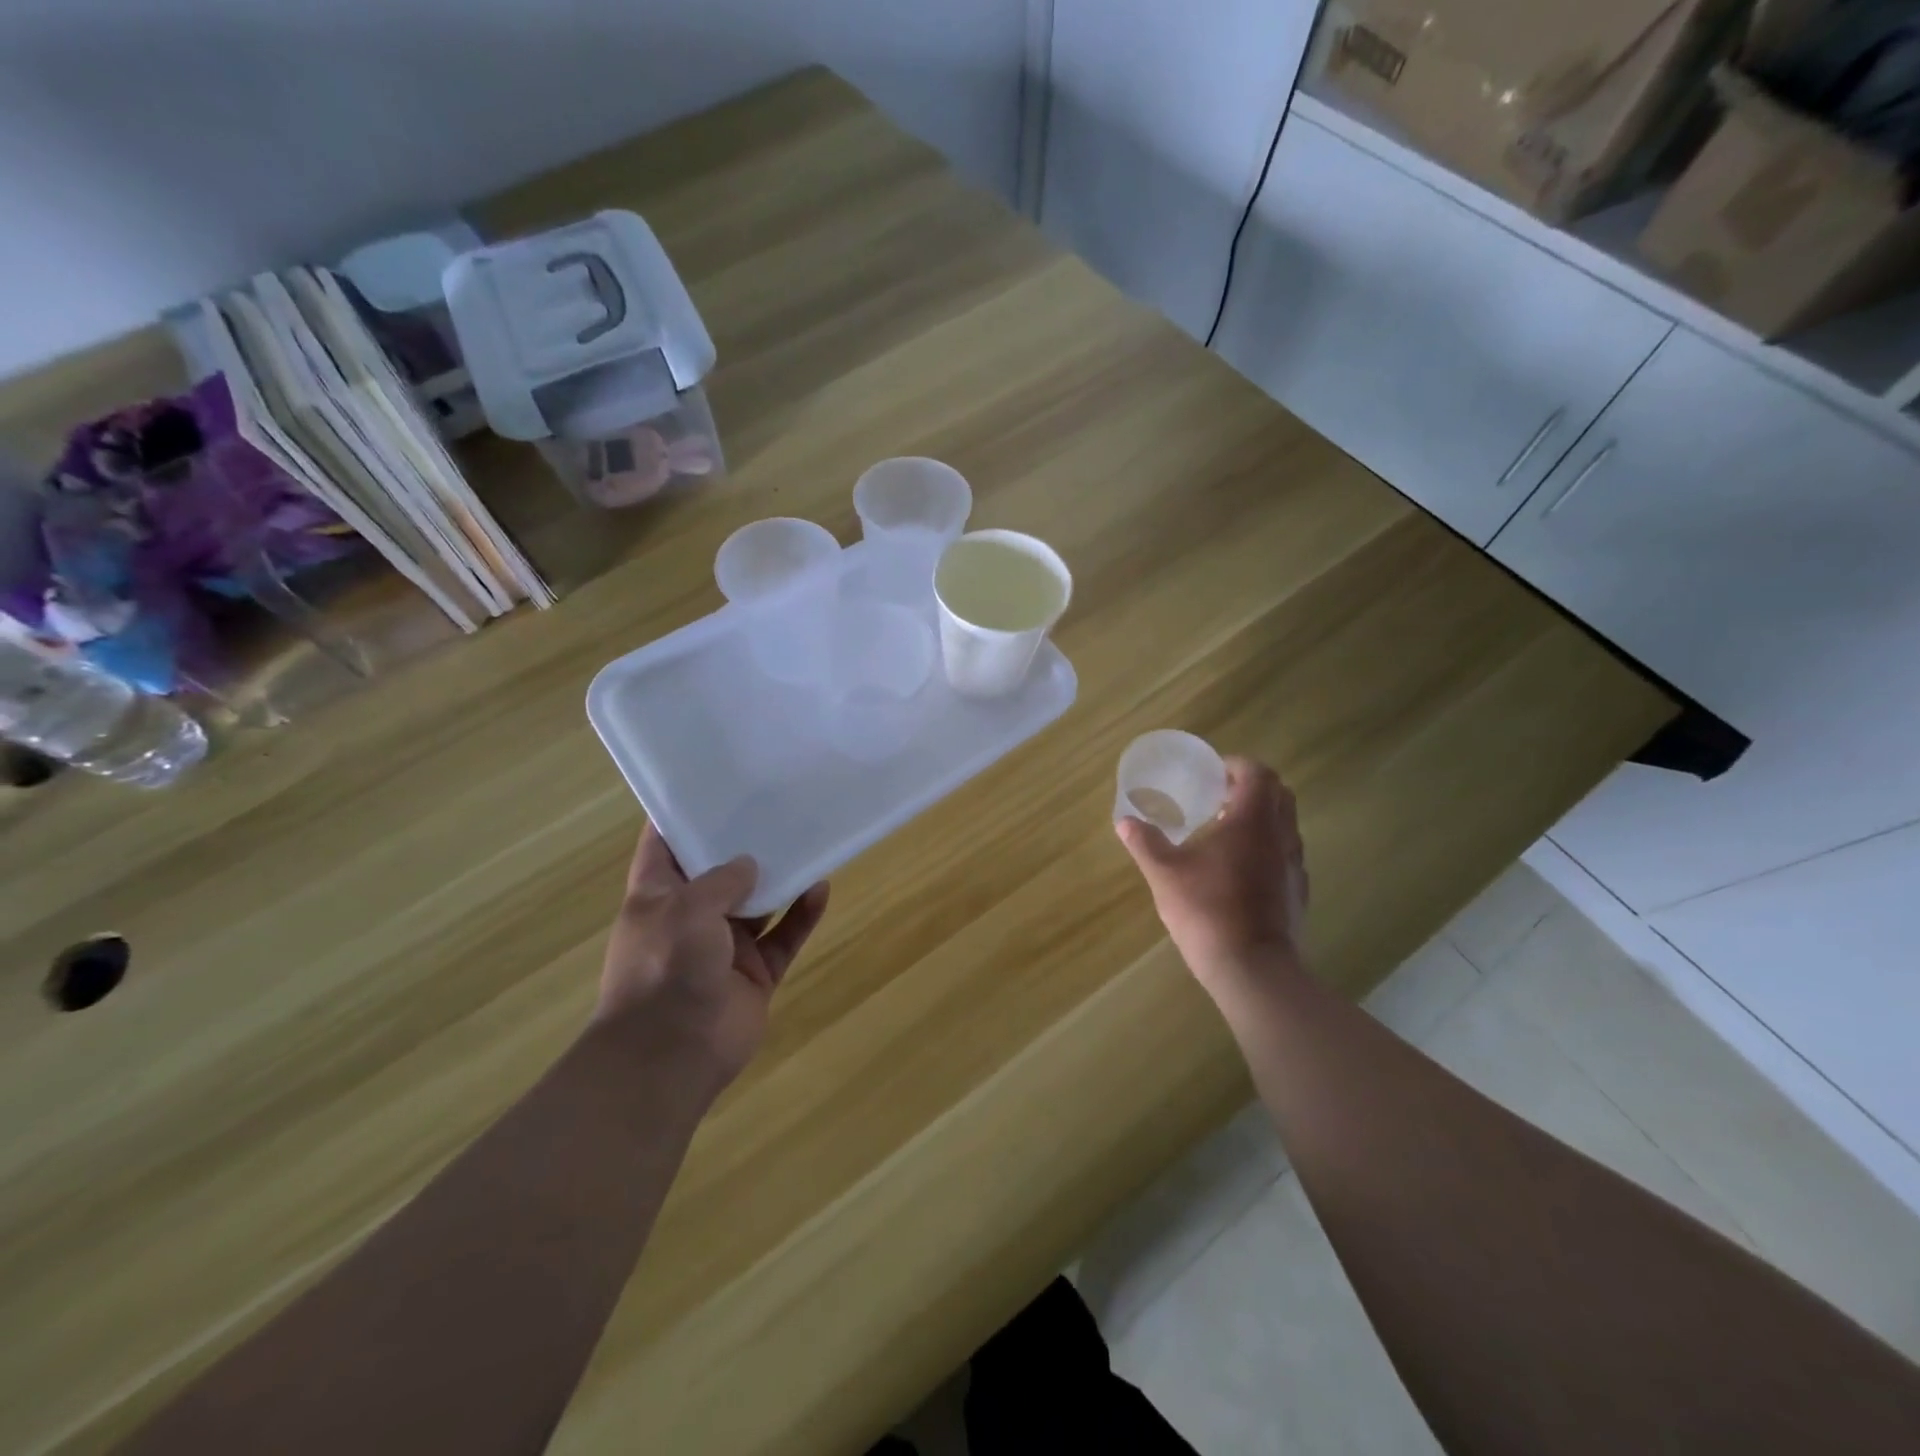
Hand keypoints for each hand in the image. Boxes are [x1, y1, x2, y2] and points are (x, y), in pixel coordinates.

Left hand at [594, 824, 828, 1086]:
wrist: (670, 1056)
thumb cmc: (664, 969)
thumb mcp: (686, 909)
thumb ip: (721, 880)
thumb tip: (749, 863)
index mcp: (657, 897)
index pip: (665, 846)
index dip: (683, 814)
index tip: (713, 784)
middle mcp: (690, 917)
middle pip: (720, 872)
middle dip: (744, 844)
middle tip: (776, 806)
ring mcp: (724, 947)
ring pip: (759, 903)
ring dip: (780, 878)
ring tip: (807, 841)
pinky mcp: (755, 973)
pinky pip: (784, 936)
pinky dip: (802, 915)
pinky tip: (822, 889)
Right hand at [1116, 757, 1308, 1000]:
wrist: (1253, 970)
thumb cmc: (1207, 911)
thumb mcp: (1165, 874)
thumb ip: (1145, 843)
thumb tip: (1125, 821)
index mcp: (1252, 821)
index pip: (1258, 773)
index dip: (1236, 765)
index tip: (1212, 773)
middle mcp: (1280, 836)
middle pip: (1279, 794)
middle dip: (1251, 788)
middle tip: (1218, 797)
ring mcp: (1294, 866)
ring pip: (1285, 826)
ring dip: (1260, 818)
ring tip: (1225, 832)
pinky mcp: (1297, 893)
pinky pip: (1286, 855)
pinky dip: (1267, 848)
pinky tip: (1238, 870)